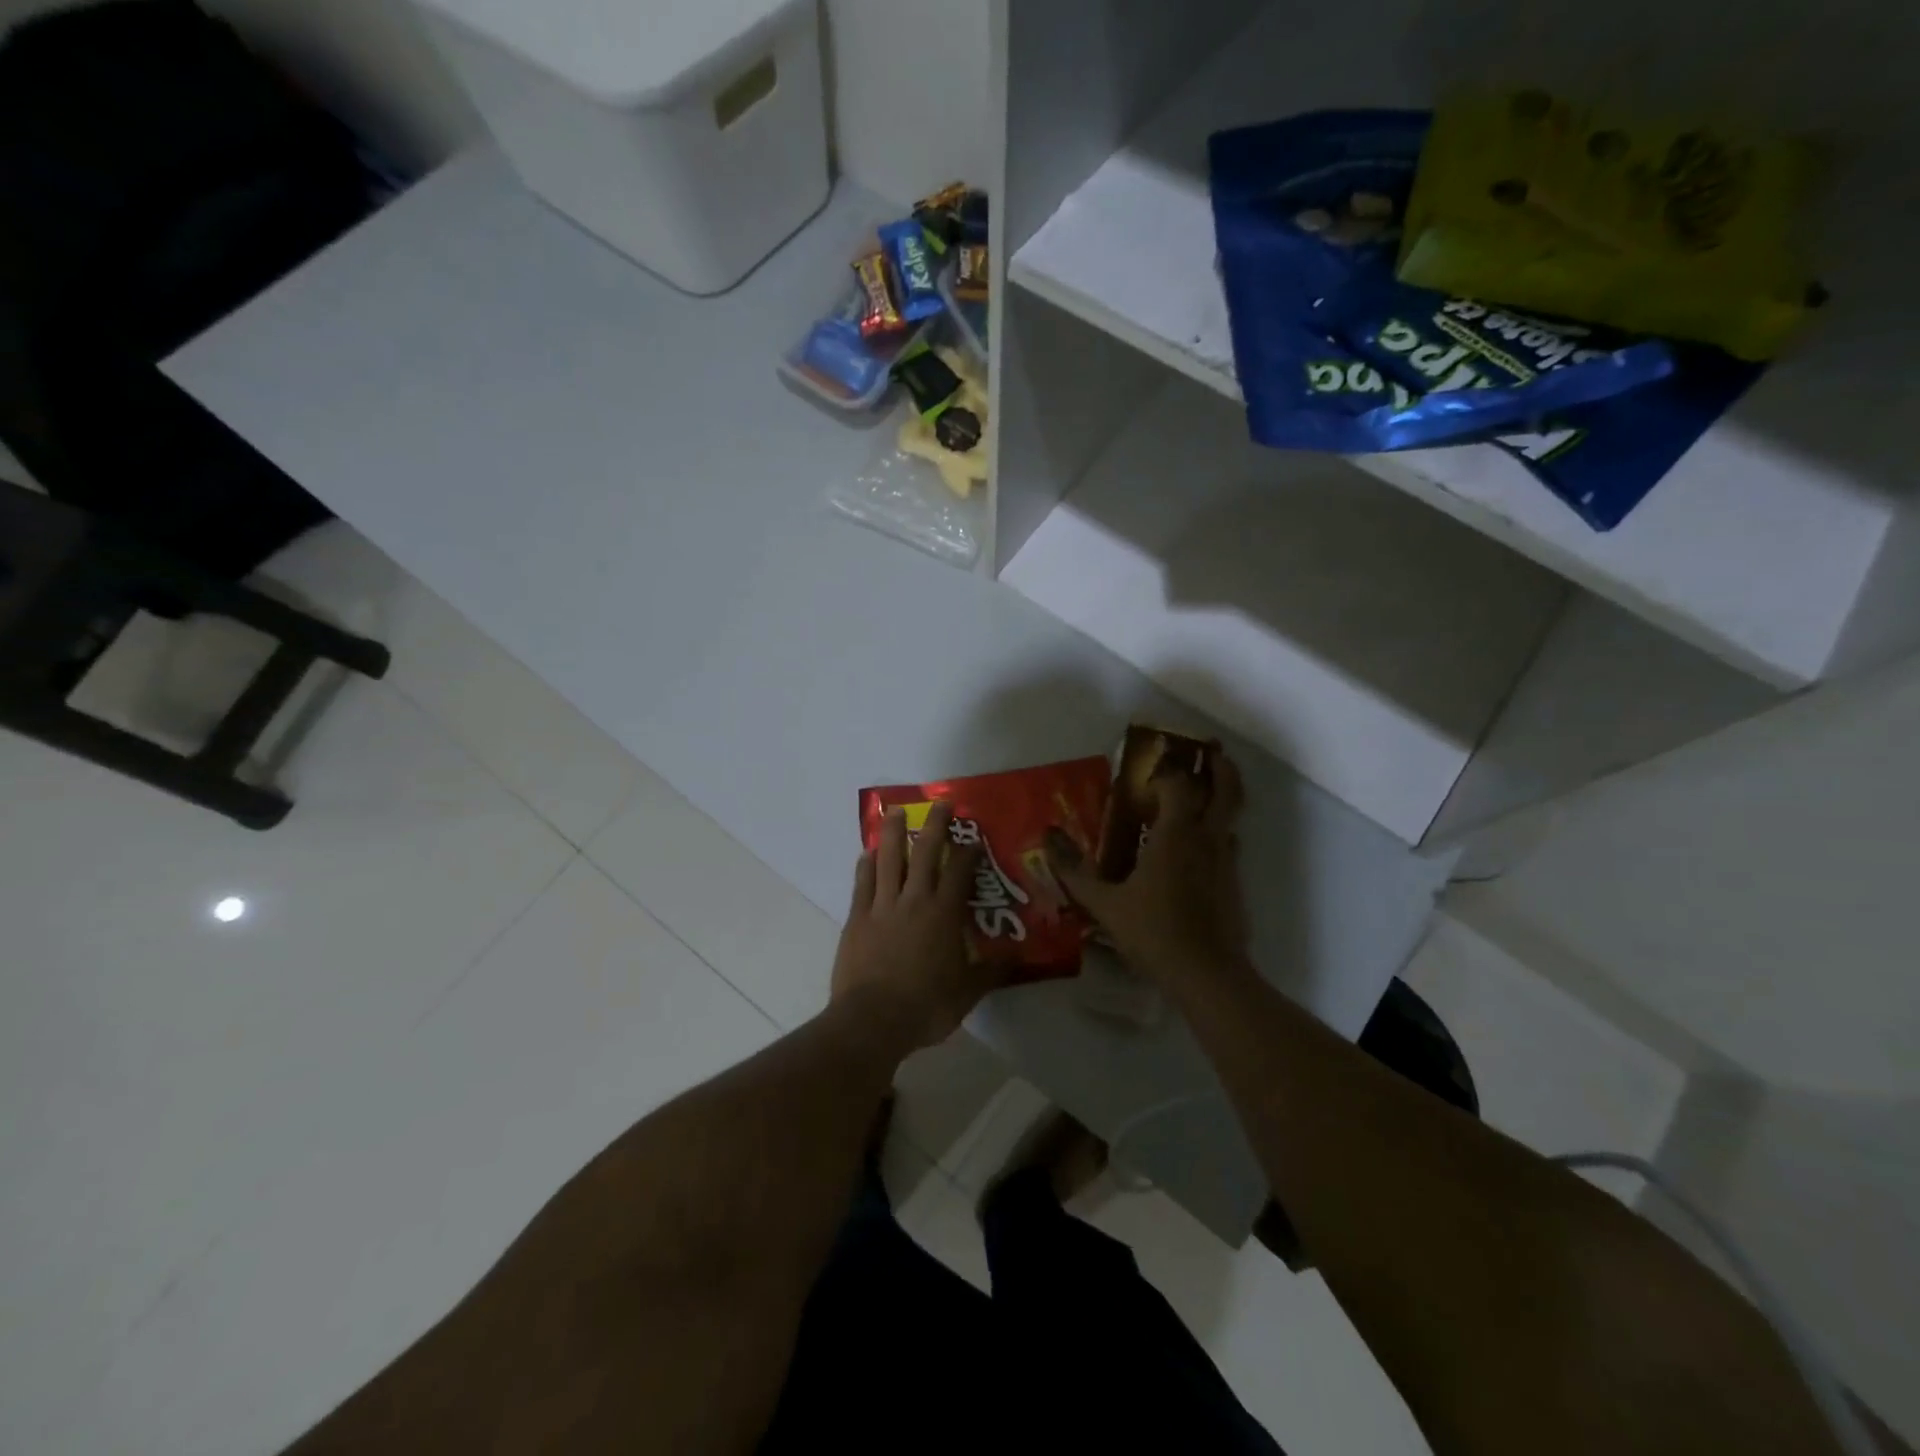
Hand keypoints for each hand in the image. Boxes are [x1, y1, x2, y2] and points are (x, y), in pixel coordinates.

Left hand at [832, 803, 1000, 1052]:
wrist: (872, 1020)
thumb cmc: (926, 1006)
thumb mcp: (968, 992)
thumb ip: (992, 970)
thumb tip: (1019, 955)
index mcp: (943, 914)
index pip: (960, 872)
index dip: (968, 851)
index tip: (974, 838)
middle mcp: (914, 900)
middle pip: (924, 852)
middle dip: (934, 826)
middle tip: (940, 804)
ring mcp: (882, 906)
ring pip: (888, 859)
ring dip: (893, 833)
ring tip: (895, 811)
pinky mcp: (857, 918)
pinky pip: (862, 883)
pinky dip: (866, 865)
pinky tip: (867, 852)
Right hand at [1046, 747, 1251, 993]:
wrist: (1207, 975)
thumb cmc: (1153, 932)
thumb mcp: (1104, 903)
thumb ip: (1074, 871)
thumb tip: (1047, 839)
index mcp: (1176, 834)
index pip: (1179, 785)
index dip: (1167, 772)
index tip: (1149, 771)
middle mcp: (1207, 839)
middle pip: (1227, 789)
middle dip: (1221, 767)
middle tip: (1208, 753)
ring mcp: (1227, 861)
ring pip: (1231, 818)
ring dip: (1219, 801)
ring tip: (1196, 800)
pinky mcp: (1235, 884)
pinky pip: (1227, 846)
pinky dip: (1215, 836)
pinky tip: (1193, 854)